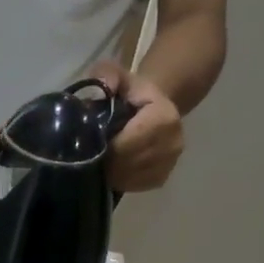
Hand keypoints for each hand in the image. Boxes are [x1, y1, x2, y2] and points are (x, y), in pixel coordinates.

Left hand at [88, 61, 183, 191]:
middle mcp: (173, 143)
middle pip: (127, 164)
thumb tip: (103, 86)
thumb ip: (106, 75)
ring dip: (109, 171)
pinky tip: (113, 166)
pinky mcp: (161, 179)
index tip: (90, 142)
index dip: (105, 146)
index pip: (127, 144)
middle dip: (105, 160)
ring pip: (128, 178)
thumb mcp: (118, 76)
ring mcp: (169, 164)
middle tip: (90, 153)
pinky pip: (132, 186)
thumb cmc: (130, 93)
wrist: (152, 106)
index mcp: (164, 117)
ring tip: (101, 158)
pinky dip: (118, 179)